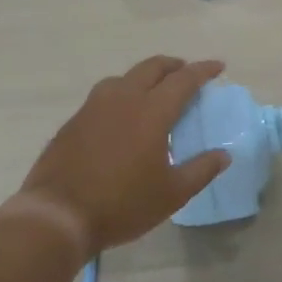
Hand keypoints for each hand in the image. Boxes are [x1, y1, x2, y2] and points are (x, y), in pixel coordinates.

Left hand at [19, 56, 230, 254]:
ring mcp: (94, 107)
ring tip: (153, 92)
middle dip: (173, 66)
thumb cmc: (122, 204)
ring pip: (123, 77)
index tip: (218, 66)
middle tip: (186, 72)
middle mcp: (123, 99)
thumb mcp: (172, 194)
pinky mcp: (74, 121)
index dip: (203, 70)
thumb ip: (201, 170)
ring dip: (144, 77)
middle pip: (151, 67)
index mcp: (152, 112)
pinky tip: (121, 116)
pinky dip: (121, 94)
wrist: (57, 215)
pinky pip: (103, 96)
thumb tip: (224, 155)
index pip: (183, 80)